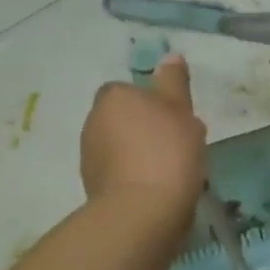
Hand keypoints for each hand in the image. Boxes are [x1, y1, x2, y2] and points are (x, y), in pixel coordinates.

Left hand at [80, 55, 206, 224]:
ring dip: (142, 153)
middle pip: (125, 119)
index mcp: (113, 98)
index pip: (130, 90)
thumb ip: (174, 82)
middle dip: (147, 128)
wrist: (143, 212)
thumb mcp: (180, 109)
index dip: (154, 101)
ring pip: (122, 146)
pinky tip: (159, 189)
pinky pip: (120, 173)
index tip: (176, 117)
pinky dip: (136, 177)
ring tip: (173, 169)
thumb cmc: (167, 150)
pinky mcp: (93, 188)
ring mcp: (89, 157)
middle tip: (180, 142)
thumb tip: (169, 57)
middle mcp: (93, 122)